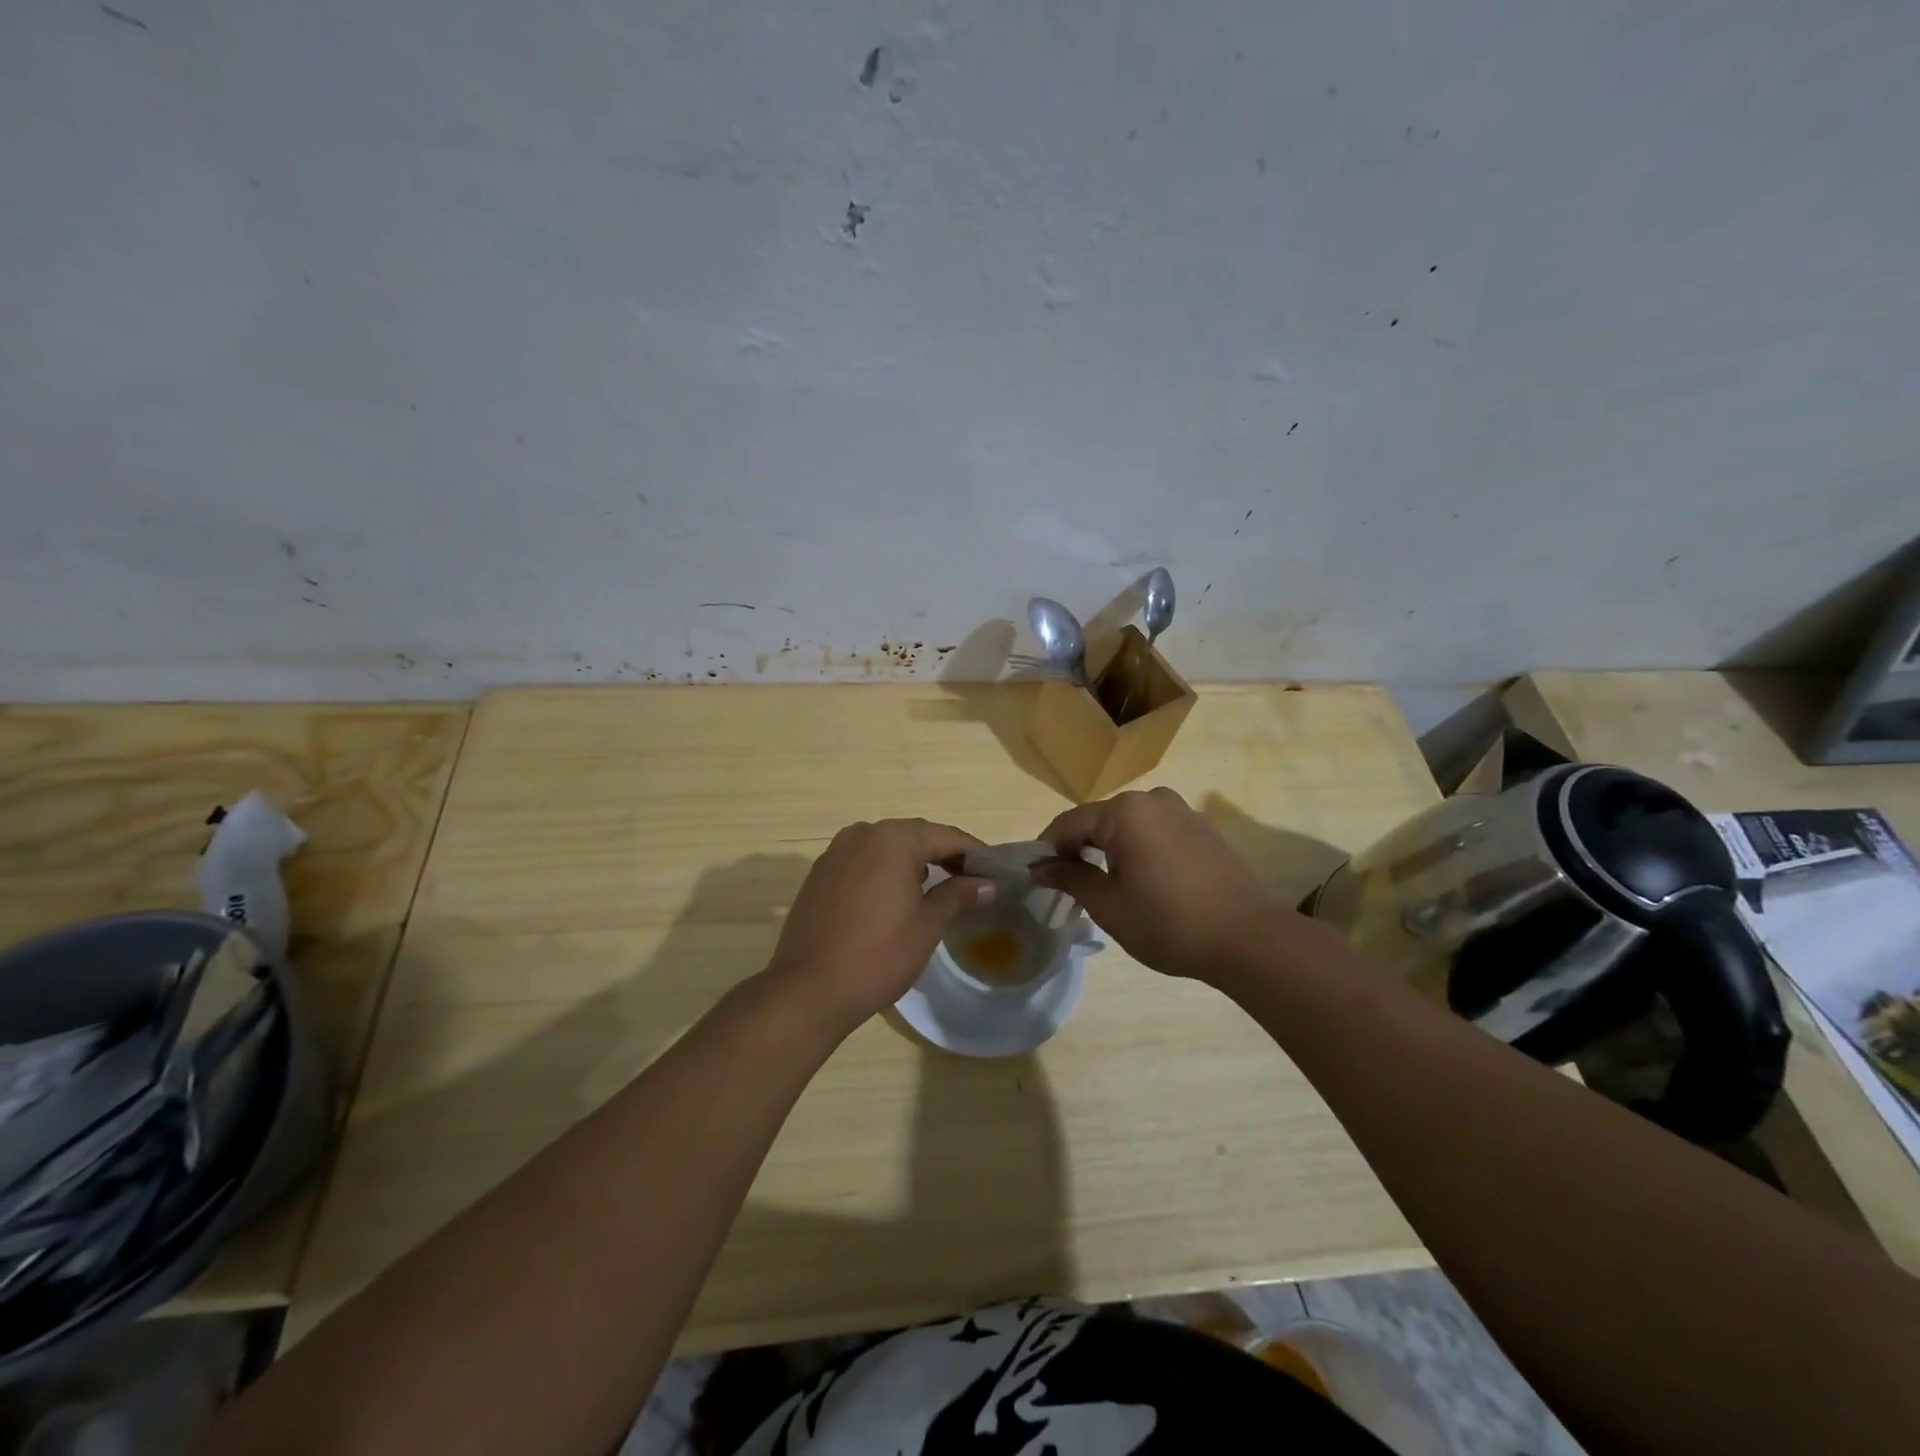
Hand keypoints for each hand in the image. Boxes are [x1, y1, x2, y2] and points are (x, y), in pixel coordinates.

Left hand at [765, 819, 993, 1034]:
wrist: (809, 990)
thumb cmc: (879, 954)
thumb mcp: (928, 924)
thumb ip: (959, 895)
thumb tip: (988, 883)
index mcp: (892, 838)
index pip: (945, 837)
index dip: (975, 853)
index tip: (997, 871)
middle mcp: (862, 834)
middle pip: (915, 837)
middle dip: (944, 856)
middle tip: (973, 880)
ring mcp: (835, 853)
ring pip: (886, 849)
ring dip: (914, 863)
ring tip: (938, 890)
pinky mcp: (819, 875)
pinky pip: (863, 863)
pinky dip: (885, 873)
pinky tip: (896, 898)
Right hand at [1031, 788, 1281, 983]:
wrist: (1250, 939)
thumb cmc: (1169, 922)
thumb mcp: (1109, 905)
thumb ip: (1070, 878)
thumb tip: (1039, 867)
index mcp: (1124, 811)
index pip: (1068, 823)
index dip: (1047, 849)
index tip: (1035, 876)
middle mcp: (1151, 799)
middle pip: (1099, 820)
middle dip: (1078, 848)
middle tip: (1068, 885)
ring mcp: (1181, 811)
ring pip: (1128, 825)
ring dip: (1109, 849)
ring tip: (1104, 886)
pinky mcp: (1201, 828)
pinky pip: (1155, 831)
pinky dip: (1138, 849)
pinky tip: (1142, 881)